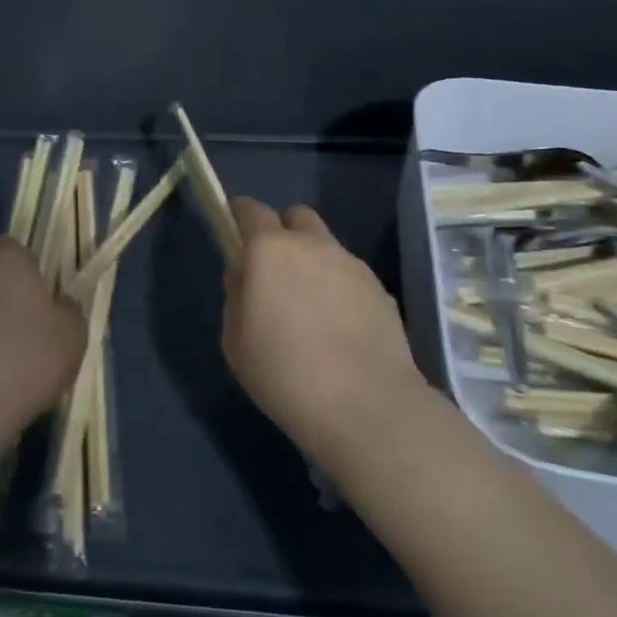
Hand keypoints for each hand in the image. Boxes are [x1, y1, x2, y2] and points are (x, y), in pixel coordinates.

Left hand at [0, 238, 85, 454]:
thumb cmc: (25, 360)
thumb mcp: (72, 336)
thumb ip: (69, 311)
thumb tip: (59, 305)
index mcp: (5, 261)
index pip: (17, 251)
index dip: (32, 273)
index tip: (45, 302)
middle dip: (7, 303)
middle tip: (30, 338)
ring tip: (4, 370)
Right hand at [222, 197, 425, 462]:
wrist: (366, 406)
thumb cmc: (284, 373)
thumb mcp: (235, 340)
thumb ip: (236, 295)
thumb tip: (245, 274)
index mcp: (270, 250)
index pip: (251, 210)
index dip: (240, 216)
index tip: (235, 232)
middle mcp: (313, 245)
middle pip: (296, 216)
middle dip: (282, 231)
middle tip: (274, 269)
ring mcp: (352, 265)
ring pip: (326, 246)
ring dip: (313, 261)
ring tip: (309, 307)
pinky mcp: (381, 290)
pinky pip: (350, 275)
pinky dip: (338, 287)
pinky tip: (338, 327)